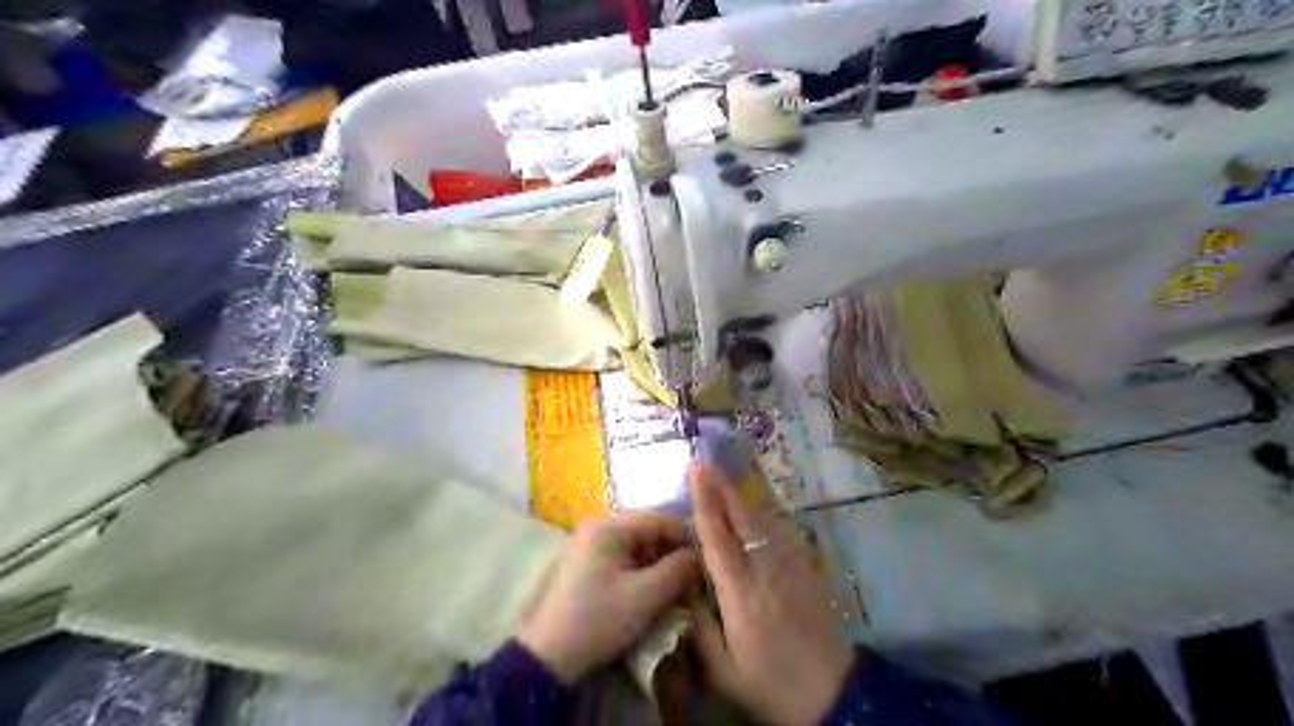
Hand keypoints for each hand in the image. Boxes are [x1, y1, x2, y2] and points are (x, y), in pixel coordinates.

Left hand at [515, 507, 698, 682]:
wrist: (548, 656)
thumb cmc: (598, 620)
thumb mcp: (645, 596)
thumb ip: (677, 570)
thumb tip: (697, 556)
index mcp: (610, 526)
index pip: (660, 518)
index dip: (687, 537)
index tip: (707, 561)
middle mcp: (598, 526)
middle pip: (648, 530)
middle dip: (673, 552)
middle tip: (693, 576)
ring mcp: (590, 544)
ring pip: (637, 545)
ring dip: (659, 562)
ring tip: (677, 586)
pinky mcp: (587, 563)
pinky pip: (624, 557)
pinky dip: (642, 570)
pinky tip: (654, 590)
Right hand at [687, 465, 855, 725]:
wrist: (834, 695)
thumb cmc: (772, 685)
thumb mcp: (725, 672)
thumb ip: (699, 630)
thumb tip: (683, 591)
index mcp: (740, 596)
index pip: (718, 539)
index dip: (704, 502)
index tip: (695, 472)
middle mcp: (765, 572)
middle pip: (742, 518)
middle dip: (721, 487)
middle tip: (705, 463)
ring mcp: (790, 568)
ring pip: (764, 520)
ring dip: (742, 497)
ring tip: (724, 479)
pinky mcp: (807, 571)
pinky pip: (783, 532)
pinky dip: (765, 515)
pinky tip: (757, 510)